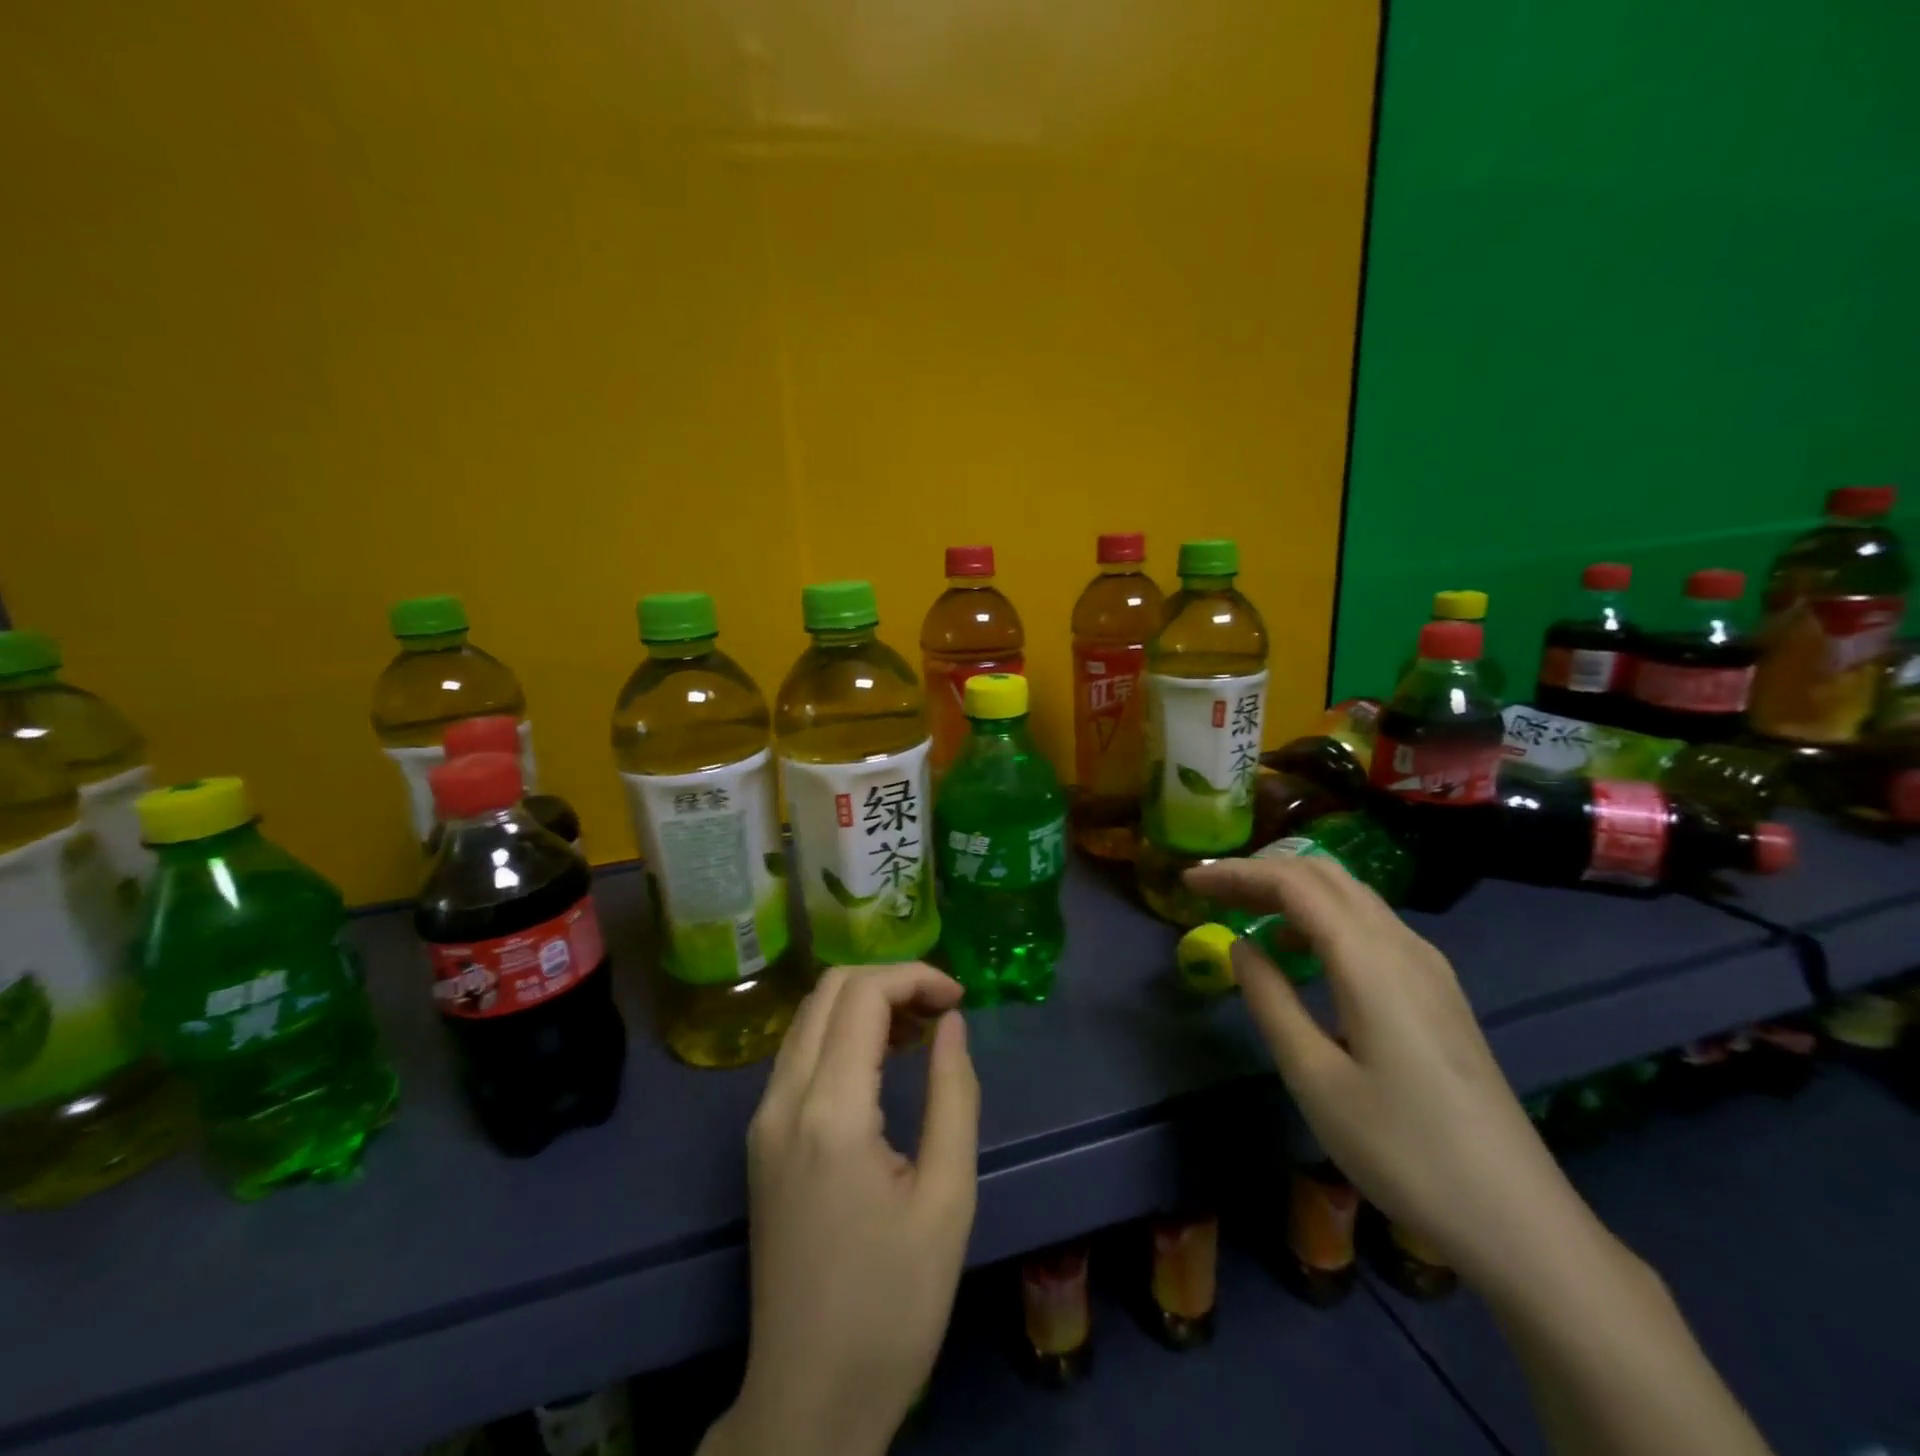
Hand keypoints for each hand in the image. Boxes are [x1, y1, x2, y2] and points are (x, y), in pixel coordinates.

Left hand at [711, 964, 980, 1455]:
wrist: (808, 1399)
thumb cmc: (893, 1306)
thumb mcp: (948, 1199)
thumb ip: (954, 1094)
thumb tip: (950, 1022)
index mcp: (830, 1111)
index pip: (862, 994)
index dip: (915, 976)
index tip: (959, 999)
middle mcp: (783, 1099)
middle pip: (829, 989)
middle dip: (890, 982)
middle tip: (941, 1012)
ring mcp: (763, 1118)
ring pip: (810, 1016)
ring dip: (865, 1004)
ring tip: (919, 1032)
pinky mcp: (761, 1139)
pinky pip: (799, 1053)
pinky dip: (842, 1034)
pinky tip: (882, 1063)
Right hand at [1183, 855, 1602, 1295]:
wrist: (1518, 1218)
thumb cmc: (1403, 1150)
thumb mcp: (1315, 1078)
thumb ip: (1270, 1001)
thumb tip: (1240, 946)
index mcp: (1370, 960)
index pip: (1294, 884)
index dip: (1237, 873)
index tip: (1189, 882)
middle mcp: (1404, 946)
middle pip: (1325, 876)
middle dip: (1262, 872)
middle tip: (1211, 891)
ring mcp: (1428, 967)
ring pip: (1351, 896)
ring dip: (1293, 890)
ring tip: (1244, 911)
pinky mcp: (1438, 991)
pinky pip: (1370, 925)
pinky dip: (1322, 916)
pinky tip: (1300, 951)